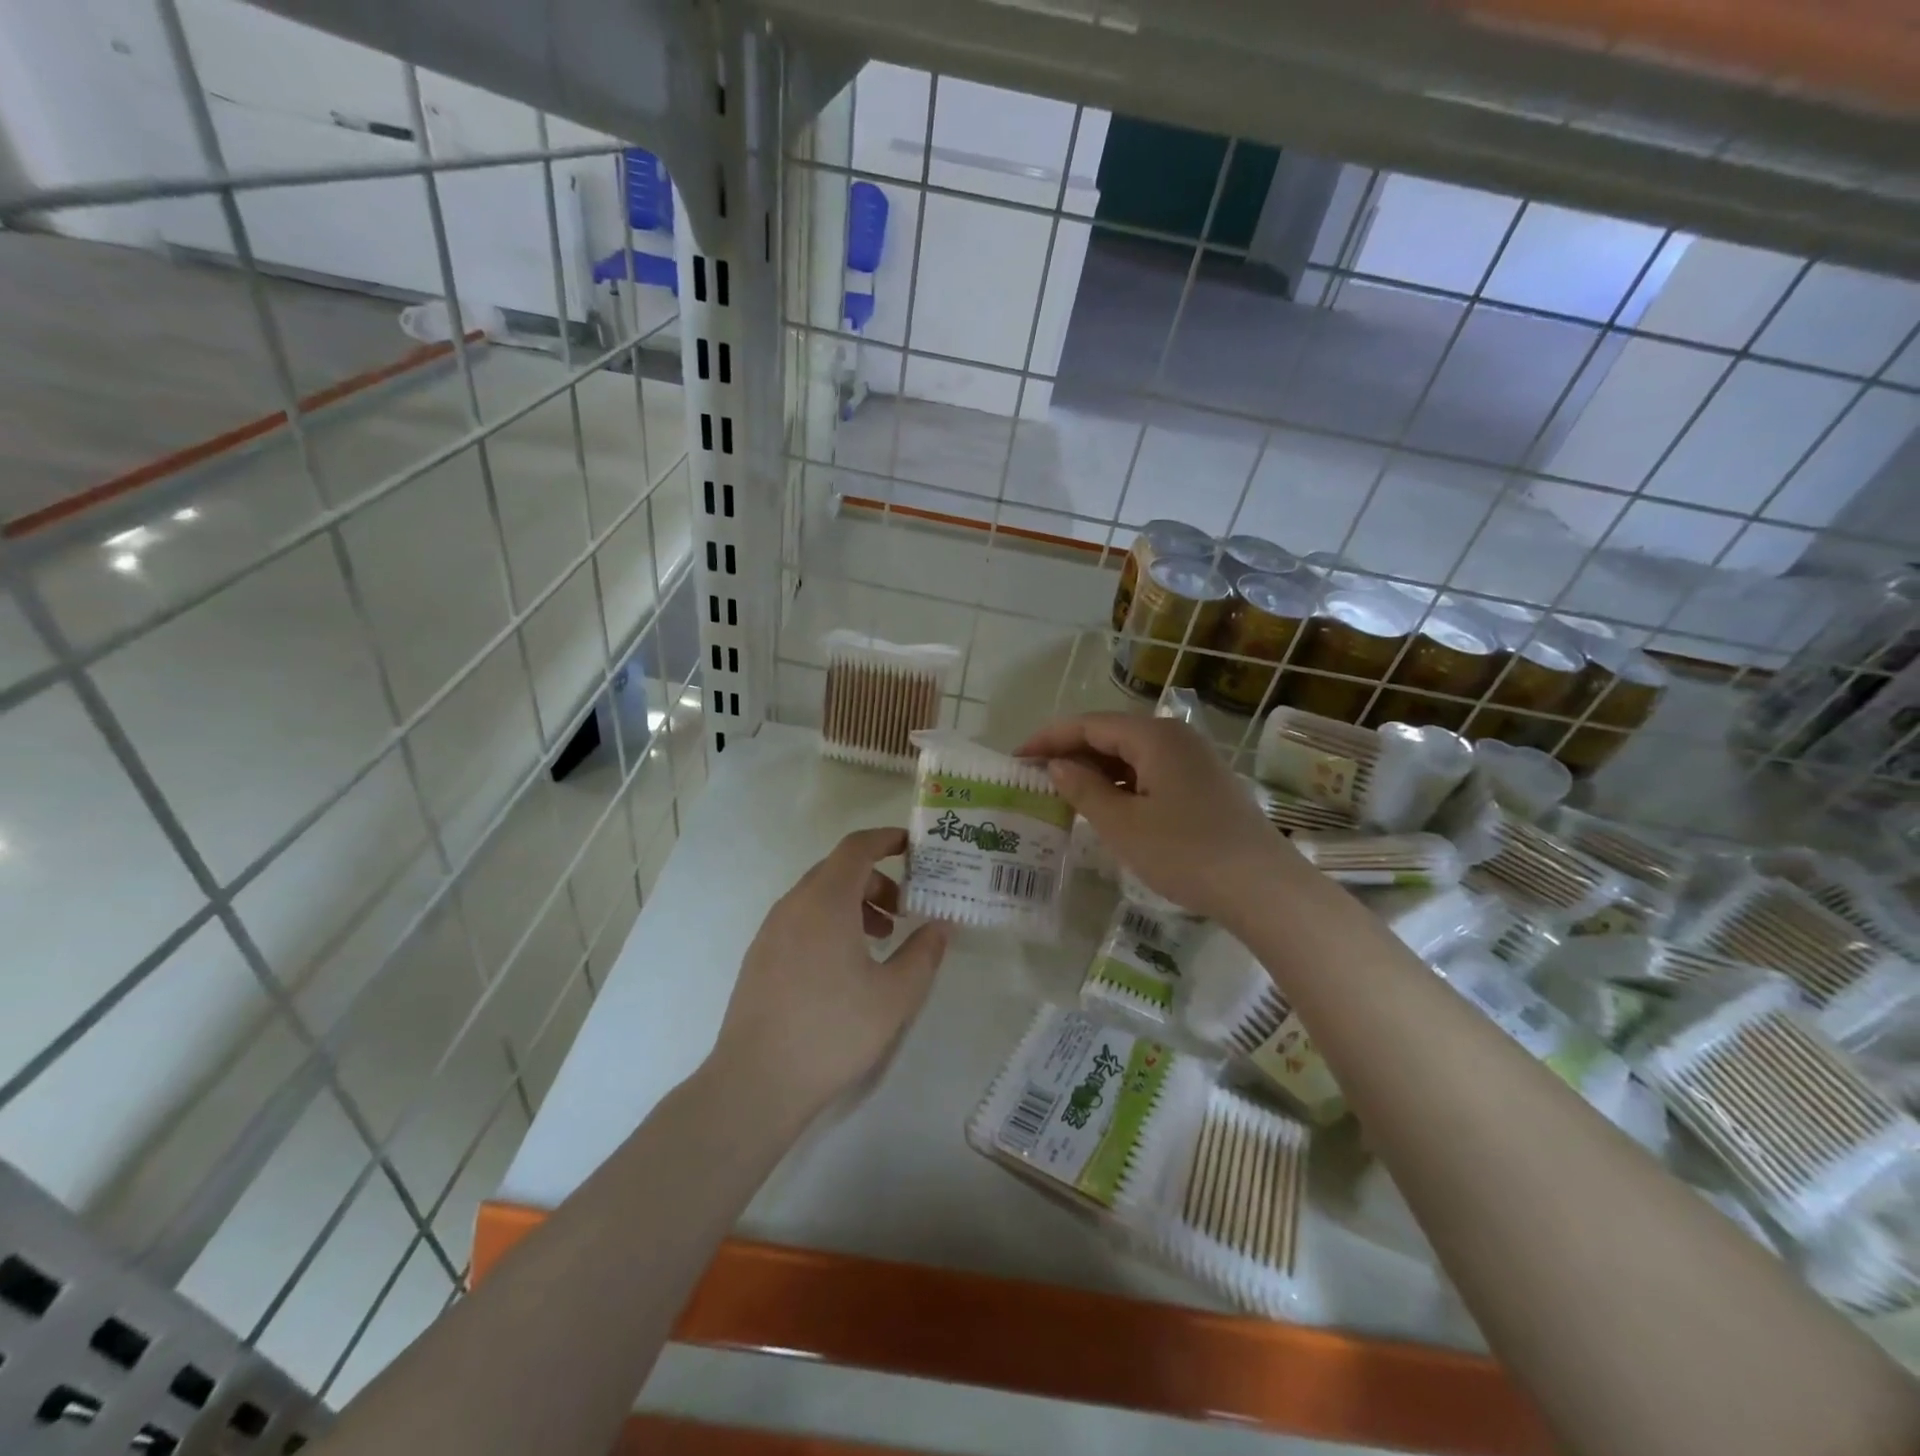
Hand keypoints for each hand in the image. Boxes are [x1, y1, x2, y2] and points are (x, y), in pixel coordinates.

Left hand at [709, 827, 951, 1117]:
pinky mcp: (760, 955)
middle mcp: (794, 904)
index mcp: (826, 900)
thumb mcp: (895, 995)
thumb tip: (941, 925)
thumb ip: (924, 953)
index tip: (914, 848)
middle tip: (905, 909)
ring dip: (854, 903)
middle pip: (838, 869)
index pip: (857, 847)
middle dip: (877, 879)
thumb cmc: (833, 1031)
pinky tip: (846, 964)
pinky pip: (802, 918)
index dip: (887, 839)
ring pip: (819, 895)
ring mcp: (771, 930)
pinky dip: (830, 921)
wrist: (756, 1082)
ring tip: (882, 939)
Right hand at [1016, 713, 1295, 925]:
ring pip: (1133, 754)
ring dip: (1097, 770)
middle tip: (1036, 776)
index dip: (1049, 739)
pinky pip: (1152, 772)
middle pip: (1111, 734)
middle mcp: (1176, 737)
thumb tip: (1058, 766)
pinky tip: (1108, 806)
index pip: (1089, 724)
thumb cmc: (1185, 852)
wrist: (1262, 888)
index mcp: (1154, 736)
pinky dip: (1123, 783)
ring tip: (1065, 792)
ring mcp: (1195, 760)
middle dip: (1071, 752)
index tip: (1017, 758)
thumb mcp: (1123, 825)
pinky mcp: (1205, 784)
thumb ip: (1084, 789)